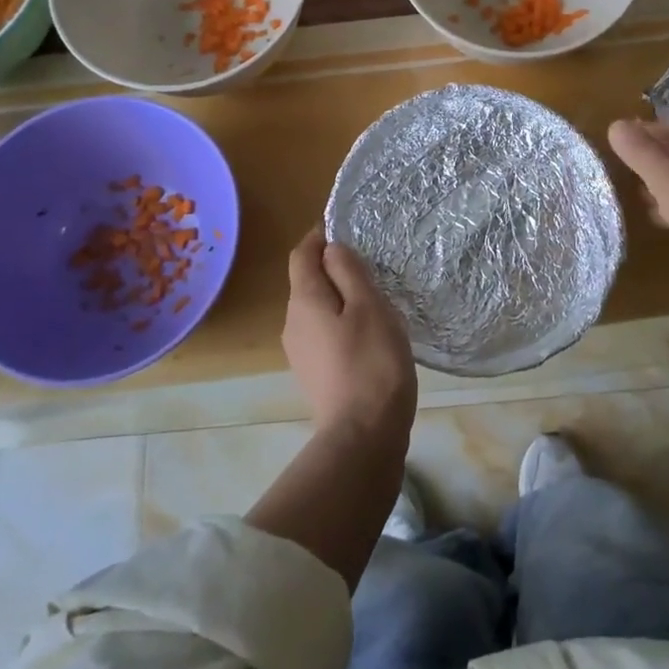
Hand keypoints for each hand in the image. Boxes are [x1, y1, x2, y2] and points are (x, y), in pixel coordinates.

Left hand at [282, 230, 416, 443]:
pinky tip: (368, 338)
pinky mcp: (314, 374)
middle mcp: (292, 323)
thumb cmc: (371, 363)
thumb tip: (332, 249)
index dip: (321, 237)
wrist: (363, 436)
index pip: (301, 254)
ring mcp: (300, 352)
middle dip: (334, 269)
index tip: (348, 232)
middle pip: (307, 282)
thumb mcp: (369, 306)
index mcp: (303, 300)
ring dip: (341, 299)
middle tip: (372, 270)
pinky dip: (342, 325)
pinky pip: (324, 334)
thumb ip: (348, 272)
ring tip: (376, 304)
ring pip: (317, 310)